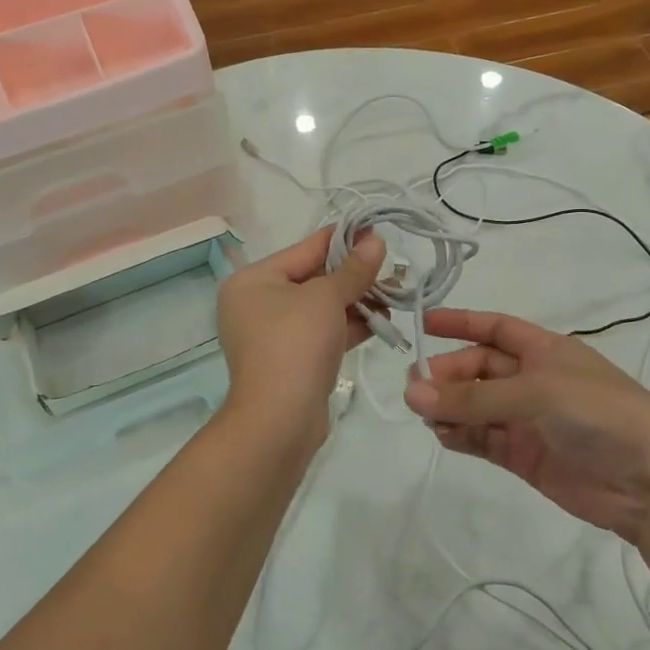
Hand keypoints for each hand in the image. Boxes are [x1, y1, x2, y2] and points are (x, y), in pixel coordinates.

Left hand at [217, 226, 385, 457]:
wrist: (279, 420)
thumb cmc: (295, 344)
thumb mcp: (326, 298)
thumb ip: (353, 270)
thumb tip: (375, 242)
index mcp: (253, 280)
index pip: (304, 249)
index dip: (342, 239)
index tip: (375, 229)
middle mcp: (257, 304)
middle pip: (312, 278)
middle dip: (353, 274)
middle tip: (392, 265)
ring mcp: (273, 335)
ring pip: (321, 308)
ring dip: (357, 300)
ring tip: (396, 292)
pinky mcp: (291, 361)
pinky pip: (323, 333)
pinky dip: (349, 326)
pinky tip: (383, 320)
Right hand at [402, 308, 649, 541]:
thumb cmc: (600, 415)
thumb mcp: (537, 394)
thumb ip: (474, 399)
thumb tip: (411, 393)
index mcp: (545, 351)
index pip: (495, 328)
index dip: (460, 323)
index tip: (422, 323)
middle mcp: (533, 381)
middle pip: (479, 369)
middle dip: (448, 374)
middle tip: (416, 388)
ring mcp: (528, 420)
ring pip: (477, 407)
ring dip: (450, 407)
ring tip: (424, 415)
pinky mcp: (525, 456)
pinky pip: (483, 439)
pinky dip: (461, 436)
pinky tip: (443, 435)